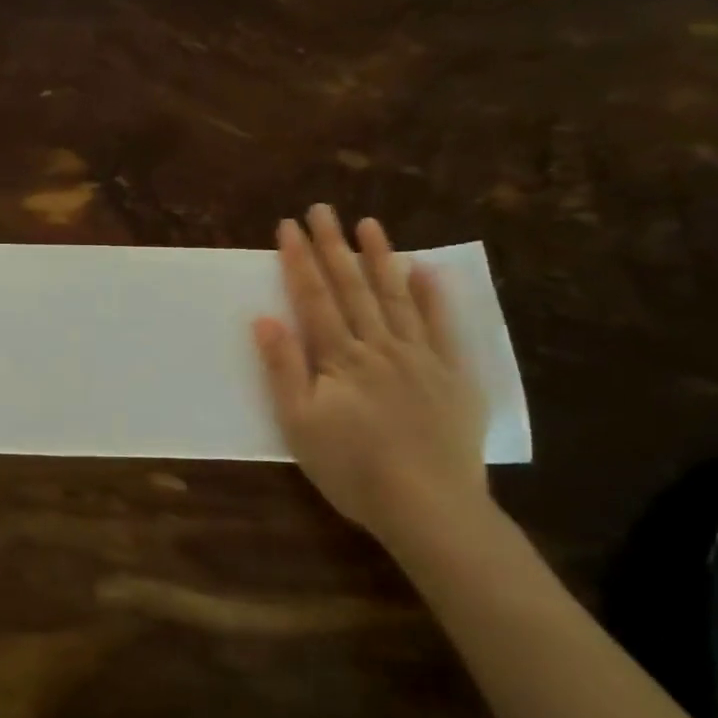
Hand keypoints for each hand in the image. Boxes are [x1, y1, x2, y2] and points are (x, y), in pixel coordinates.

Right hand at [252, 207, 489, 546]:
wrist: (429, 508)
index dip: (299, 260)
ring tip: (369, 224)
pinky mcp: (453, 376)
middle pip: (352, 288)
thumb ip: (283, 369)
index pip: (314, 298)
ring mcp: (420, 357)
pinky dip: (433, 297)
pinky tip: (425, 269)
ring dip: (380, 258)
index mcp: (340, 357)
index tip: (288, 226)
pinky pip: (442, 327)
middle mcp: (379, 346)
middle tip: (322, 209)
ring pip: (396, 297)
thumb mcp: (300, 425)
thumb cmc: (353, 470)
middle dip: (334, 246)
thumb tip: (265, 319)